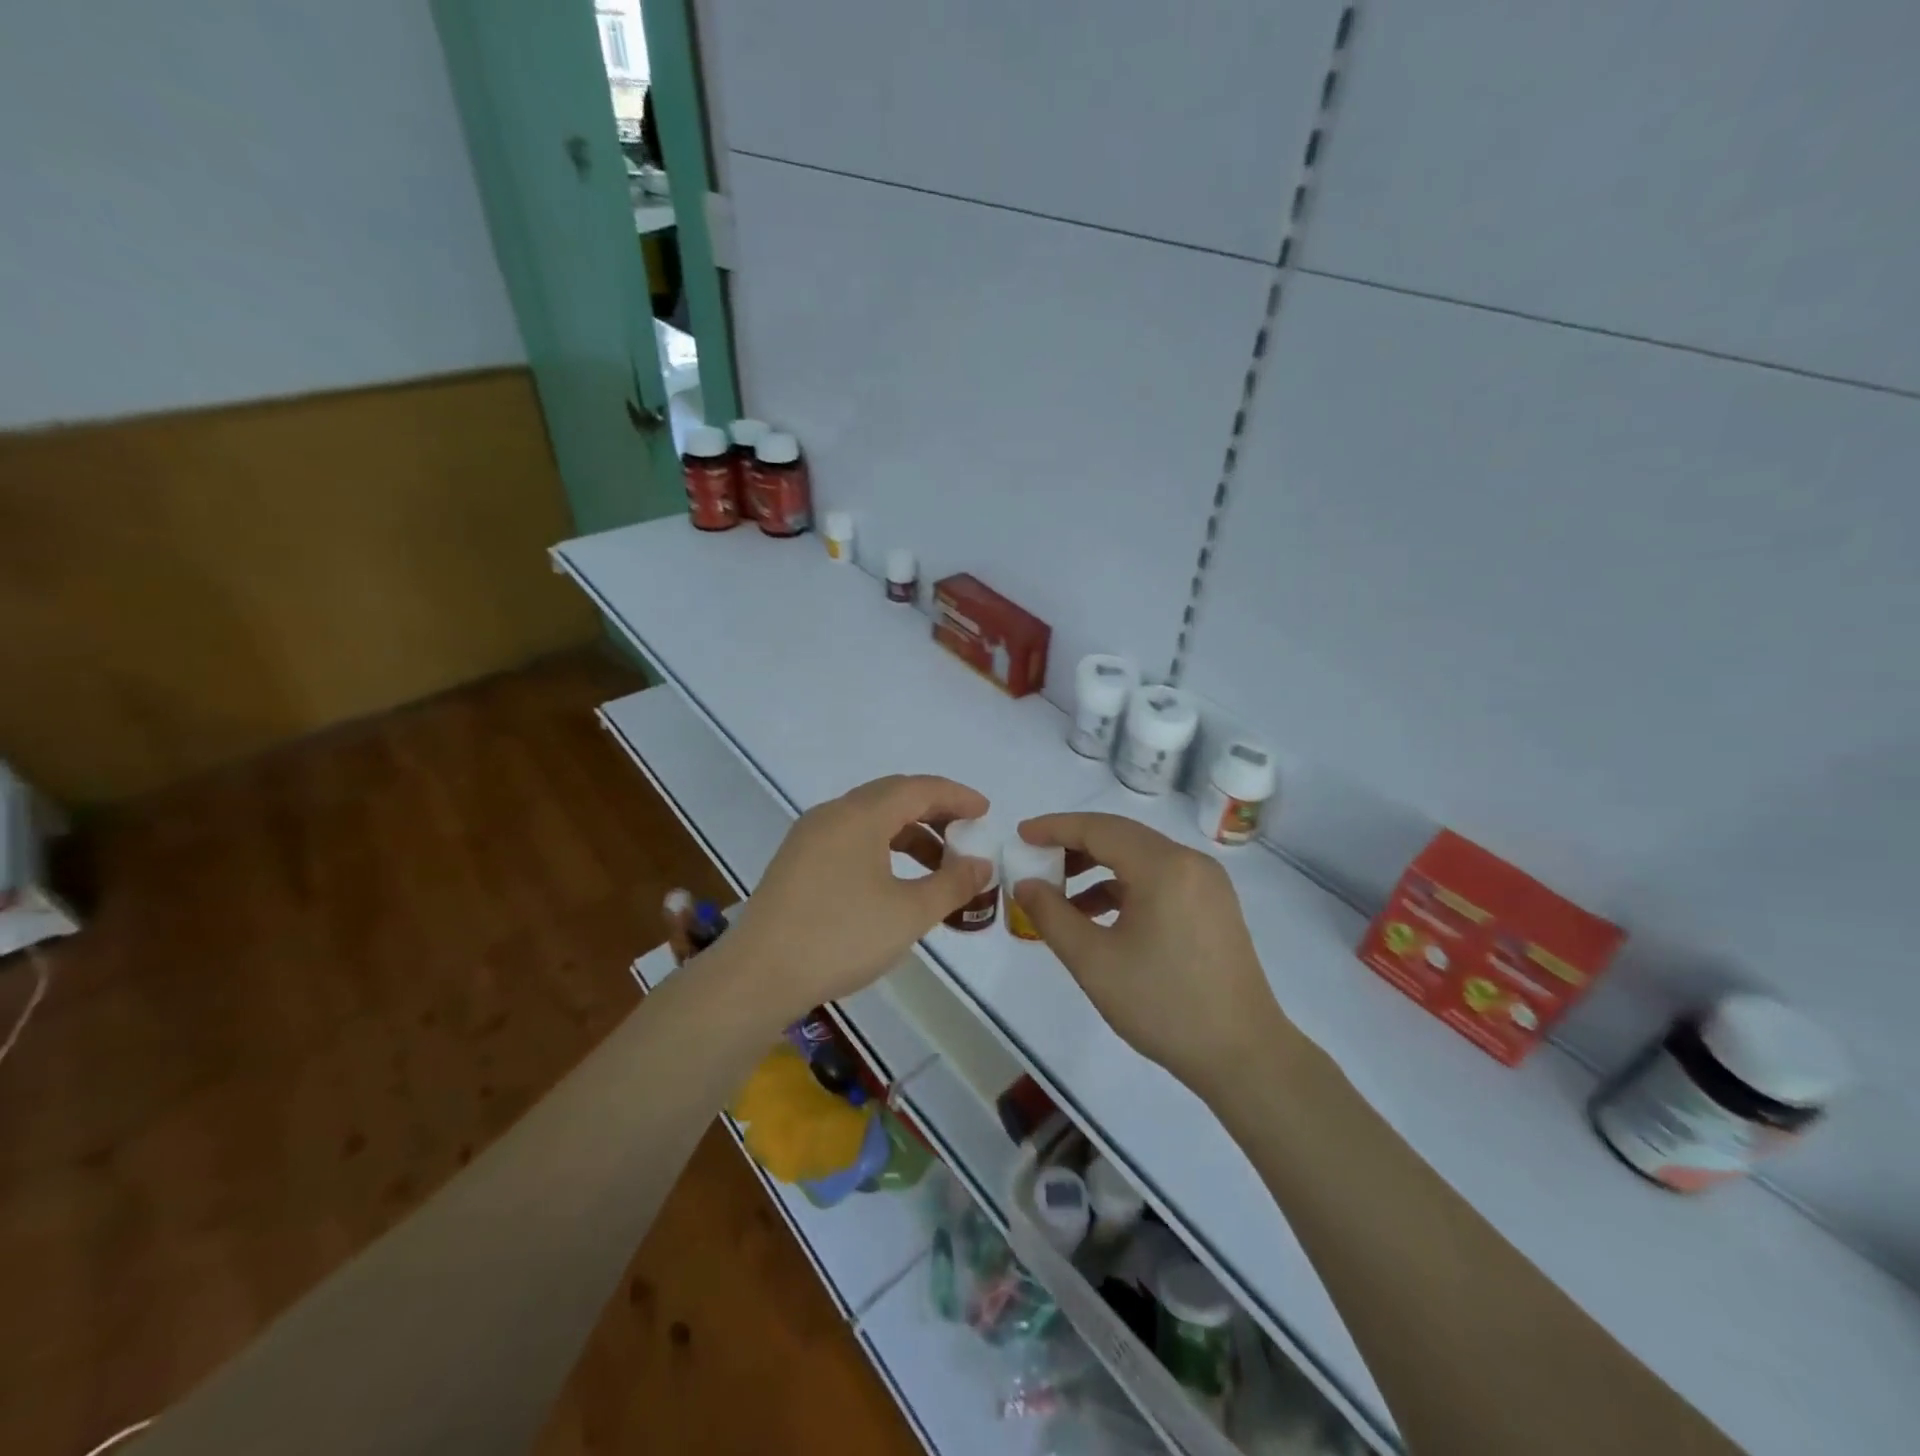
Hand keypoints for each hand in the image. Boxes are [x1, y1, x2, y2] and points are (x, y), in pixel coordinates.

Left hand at [724, 775, 992, 1019]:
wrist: (757, 976)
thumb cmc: (840, 938)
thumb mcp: (908, 914)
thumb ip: (951, 884)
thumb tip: (980, 864)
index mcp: (860, 815)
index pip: (918, 788)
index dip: (956, 796)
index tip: (985, 812)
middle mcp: (832, 815)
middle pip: (892, 797)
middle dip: (934, 812)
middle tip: (966, 835)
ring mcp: (809, 837)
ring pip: (869, 819)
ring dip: (908, 833)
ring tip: (937, 866)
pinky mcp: (797, 862)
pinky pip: (850, 839)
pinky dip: (882, 848)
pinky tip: (895, 881)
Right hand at [1011, 812, 1291, 1097]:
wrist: (1243, 1055)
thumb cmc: (1163, 1005)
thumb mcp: (1094, 962)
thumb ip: (1052, 915)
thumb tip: (1025, 884)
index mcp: (1163, 867)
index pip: (1099, 829)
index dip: (1055, 828)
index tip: (1021, 835)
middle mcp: (1190, 862)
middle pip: (1121, 837)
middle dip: (1074, 845)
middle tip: (1036, 861)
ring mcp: (1207, 884)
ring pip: (1141, 858)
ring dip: (1098, 868)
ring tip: (1060, 894)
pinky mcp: (1213, 906)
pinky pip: (1159, 880)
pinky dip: (1124, 888)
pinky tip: (1099, 917)